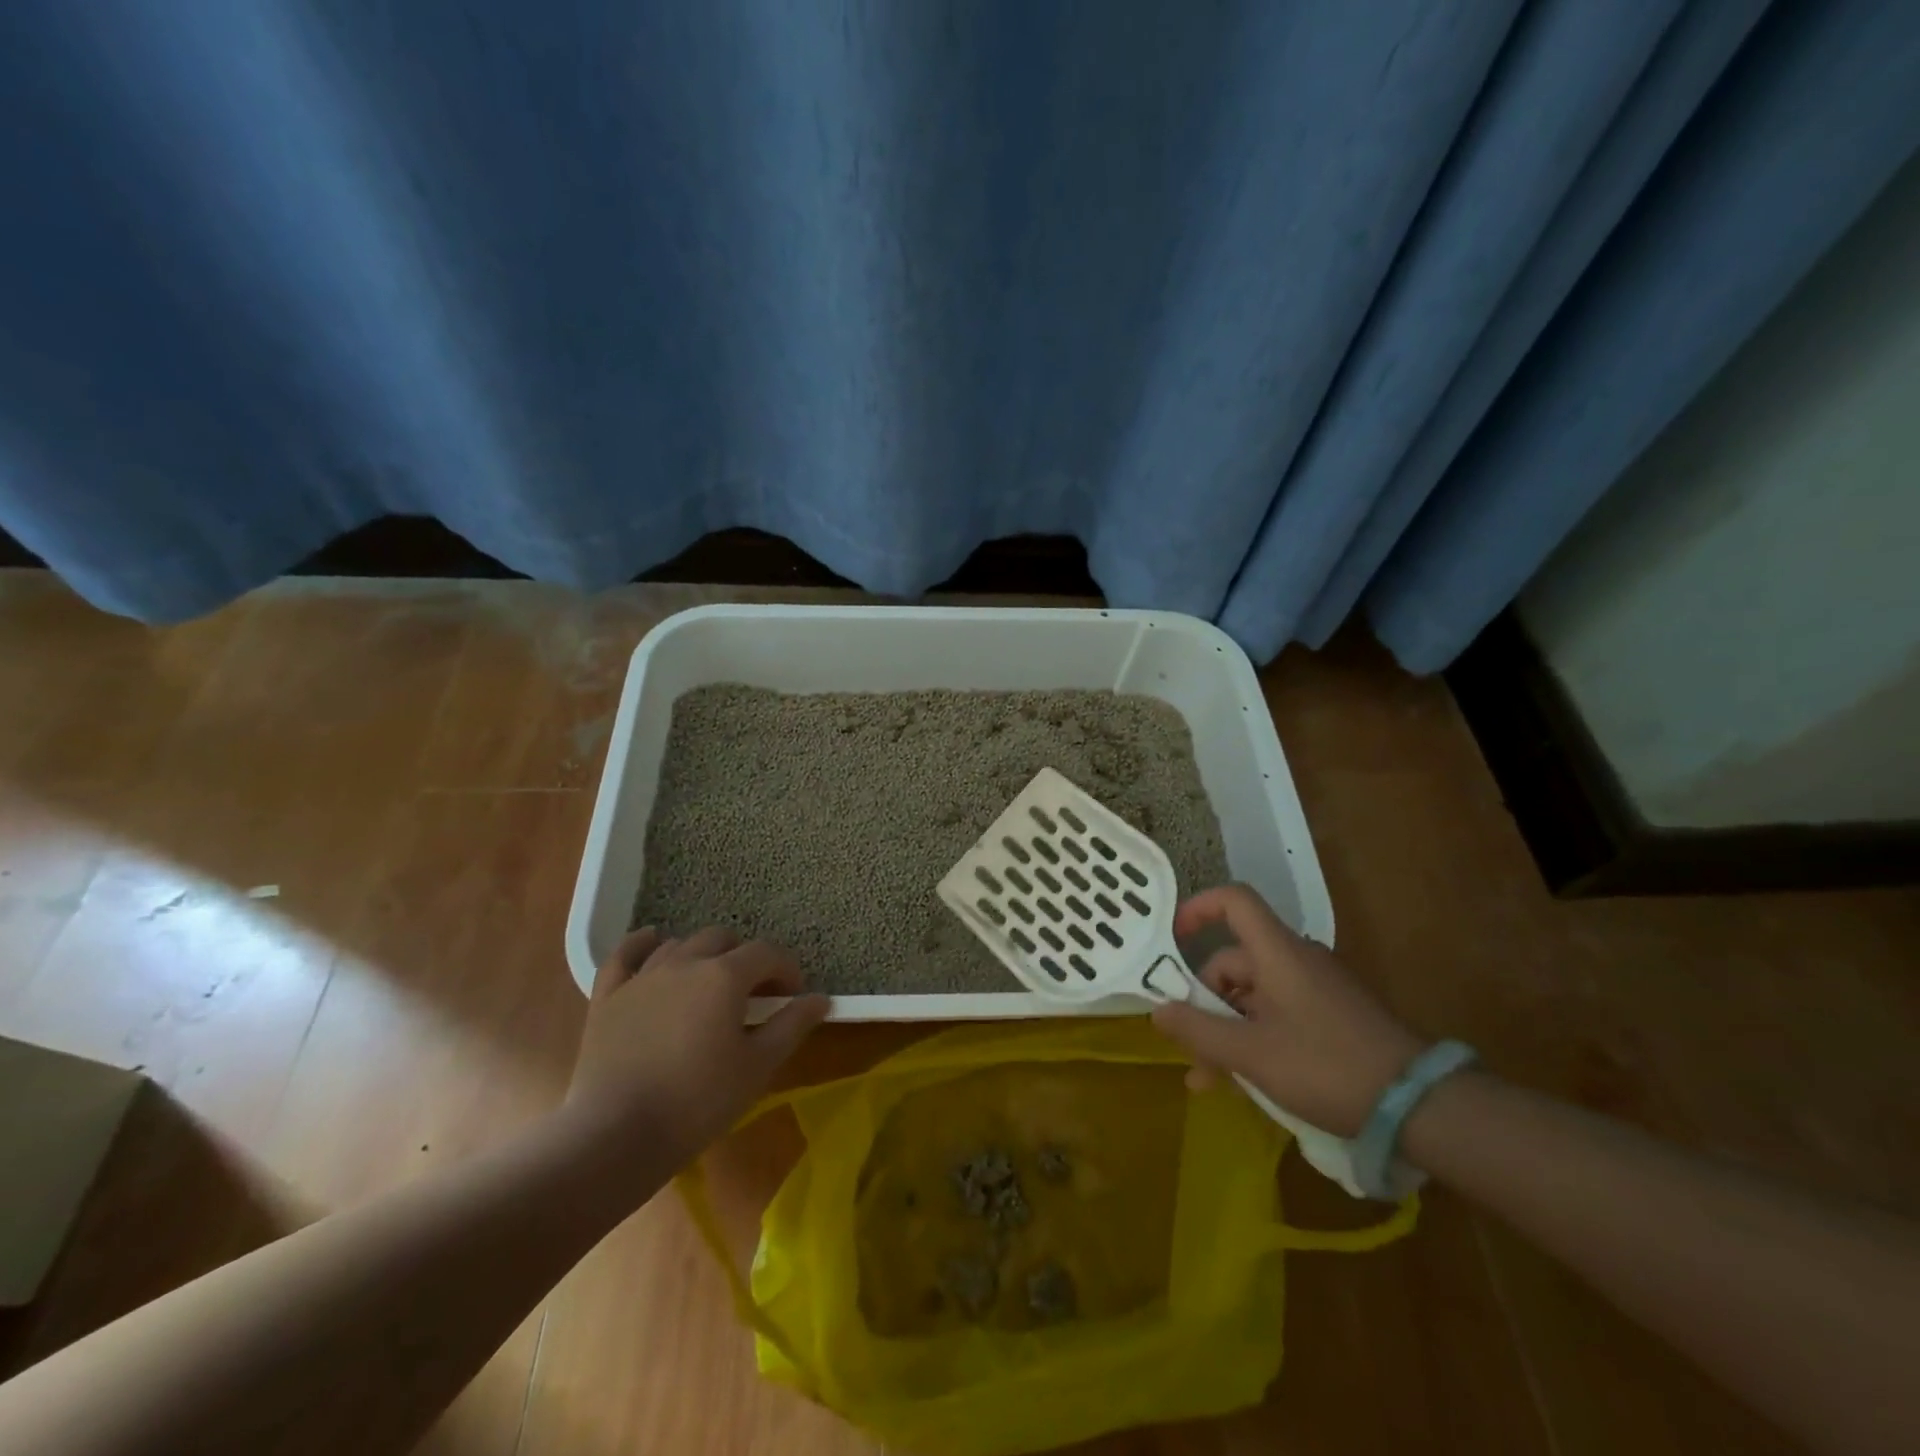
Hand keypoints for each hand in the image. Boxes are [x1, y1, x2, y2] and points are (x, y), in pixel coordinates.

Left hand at [567, 926, 830, 1165]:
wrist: (616, 1136)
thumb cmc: (698, 1102)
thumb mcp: (758, 1067)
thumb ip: (791, 1026)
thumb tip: (819, 999)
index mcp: (724, 976)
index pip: (767, 953)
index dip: (786, 970)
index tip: (793, 997)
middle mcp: (684, 963)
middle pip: (723, 939)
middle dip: (744, 959)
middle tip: (753, 994)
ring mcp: (642, 977)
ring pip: (679, 945)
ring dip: (702, 956)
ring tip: (709, 986)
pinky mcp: (608, 997)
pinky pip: (624, 955)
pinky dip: (642, 944)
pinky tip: (653, 942)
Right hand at [1151, 885, 1423, 1136]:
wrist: (1421, 1107)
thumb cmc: (1327, 1067)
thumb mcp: (1252, 1054)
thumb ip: (1199, 1031)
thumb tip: (1157, 1011)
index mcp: (1277, 952)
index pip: (1234, 901)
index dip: (1198, 908)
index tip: (1172, 939)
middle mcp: (1296, 959)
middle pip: (1235, 959)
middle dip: (1205, 1001)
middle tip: (1189, 1046)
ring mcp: (1316, 988)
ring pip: (1253, 995)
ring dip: (1227, 1029)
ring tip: (1210, 1080)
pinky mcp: (1331, 1016)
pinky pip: (1278, 1013)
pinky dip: (1255, 1037)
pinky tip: (1246, 1080)